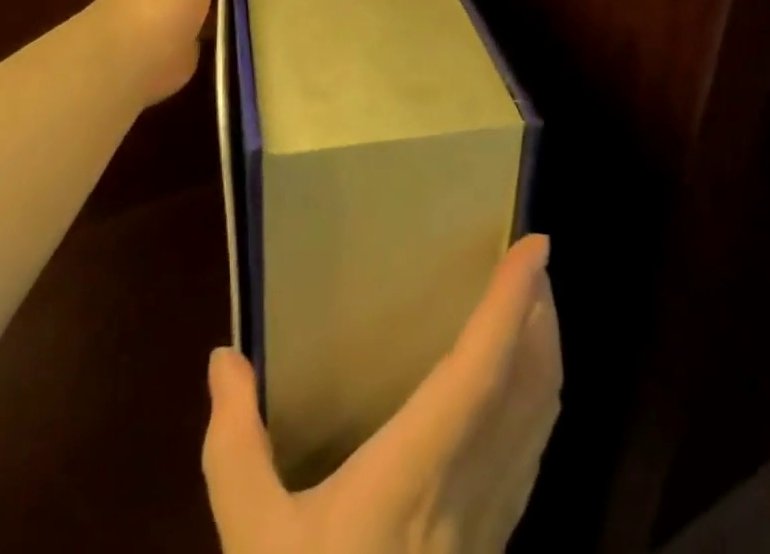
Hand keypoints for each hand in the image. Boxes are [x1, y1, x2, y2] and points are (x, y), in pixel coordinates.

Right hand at [204, 235, 561, 553]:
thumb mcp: (254, 543)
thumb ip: (235, 447)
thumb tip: (224, 358)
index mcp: (412, 476)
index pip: (478, 375)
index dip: (510, 306)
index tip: (535, 246)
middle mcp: (468, 492)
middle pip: (528, 388)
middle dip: (540, 314)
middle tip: (537, 257)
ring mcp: (492, 525)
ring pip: (540, 420)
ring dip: (545, 351)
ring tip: (535, 300)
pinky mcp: (495, 544)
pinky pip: (531, 454)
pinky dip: (538, 397)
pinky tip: (521, 384)